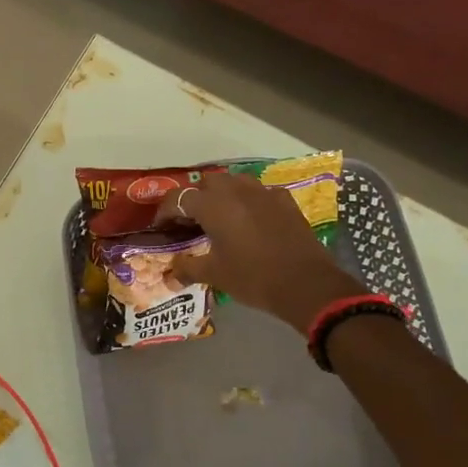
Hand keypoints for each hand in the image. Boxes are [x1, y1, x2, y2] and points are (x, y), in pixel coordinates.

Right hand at [158, 171, 363, 332]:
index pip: (179, 198)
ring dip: (223, 194)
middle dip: (196, 198)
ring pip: (235, 182)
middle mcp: (236, 191)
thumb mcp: (215, 275)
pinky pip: (260, 192)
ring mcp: (264, 193)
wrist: (306, 284)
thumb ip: (187, 268)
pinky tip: (251, 219)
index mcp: (214, 206)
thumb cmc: (253, 278)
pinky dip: (250, 201)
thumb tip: (169, 274)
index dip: (165, 211)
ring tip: (220, 216)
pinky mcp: (285, 201)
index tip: (161, 226)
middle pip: (207, 183)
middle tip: (191, 221)